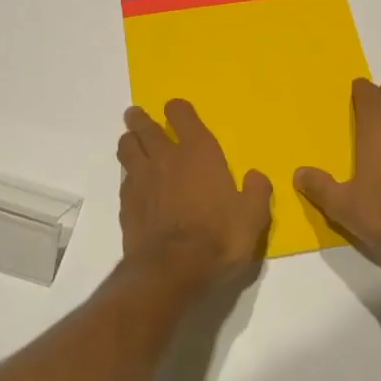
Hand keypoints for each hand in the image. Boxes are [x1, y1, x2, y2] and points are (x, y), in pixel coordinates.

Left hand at [117, 99, 270, 292]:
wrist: (172, 271)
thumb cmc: (218, 238)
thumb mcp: (253, 217)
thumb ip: (257, 192)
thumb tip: (255, 176)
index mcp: (199, 152)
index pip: (182, 115)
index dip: (177, 110)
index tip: (175, 110)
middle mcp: (166, 158)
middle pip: (145, 127)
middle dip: (141, 118)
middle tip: (136, 115)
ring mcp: (142, 179)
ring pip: (127, 147)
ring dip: (129, 141)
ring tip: (131, 142)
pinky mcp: (126, 203)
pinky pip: (124, 178)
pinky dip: (128, 174)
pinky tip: (133, 182)